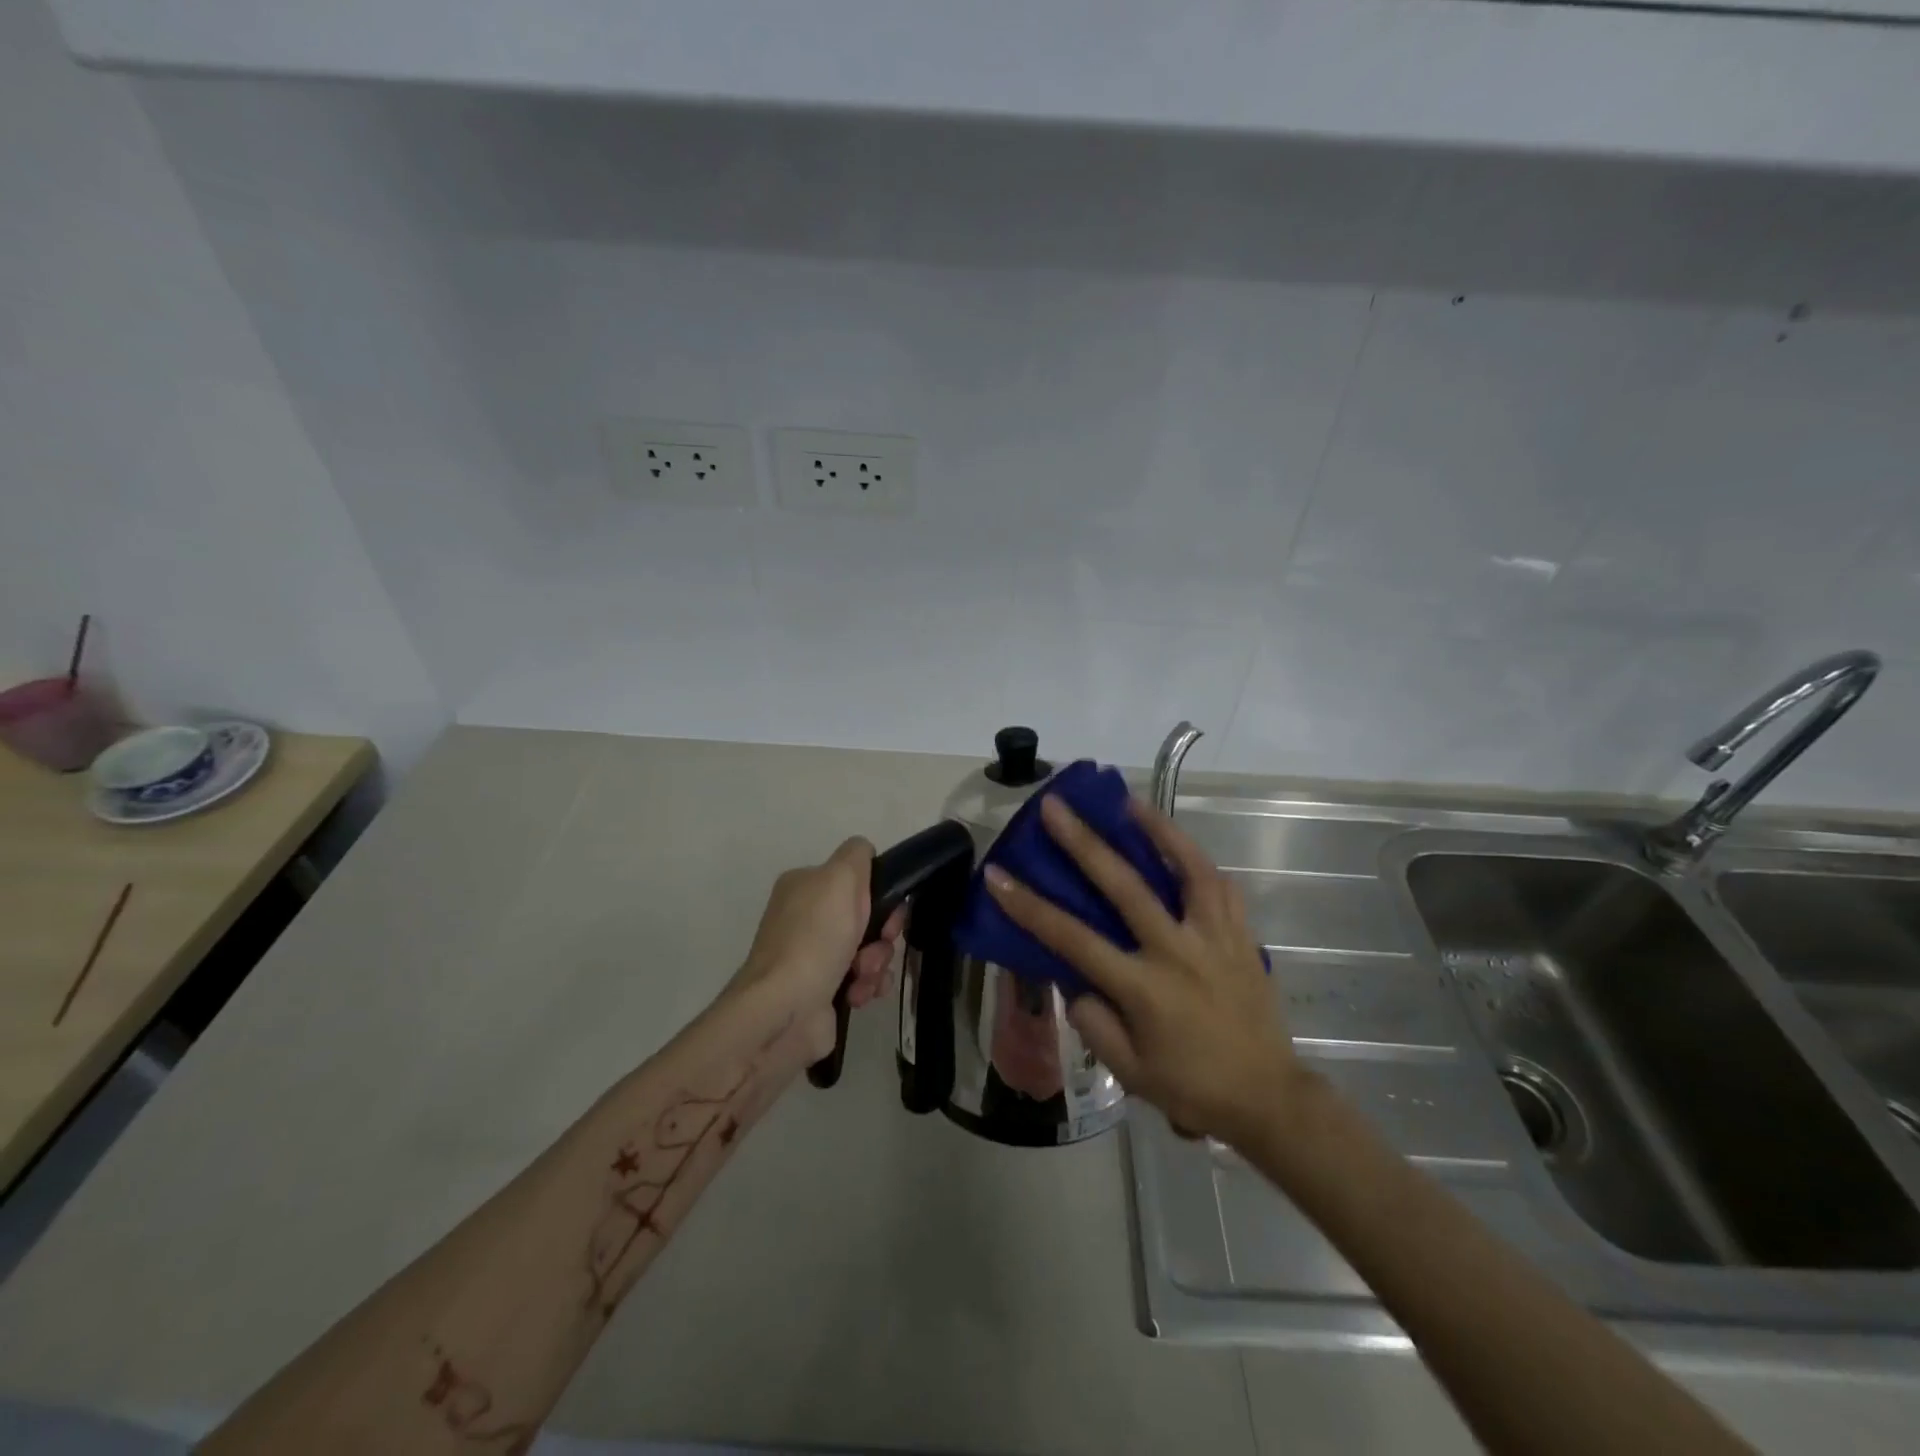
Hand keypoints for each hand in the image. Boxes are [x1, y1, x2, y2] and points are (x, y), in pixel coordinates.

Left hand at [736, 838, 904, 1058]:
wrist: (785, 1011)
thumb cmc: (815, 938)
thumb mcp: (840, 877)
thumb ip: (857, 854)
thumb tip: (865, 854)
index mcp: (804, 887)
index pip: (856, 880)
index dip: (879, 896)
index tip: (888, 913)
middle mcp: (806, 919)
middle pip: (867, 918)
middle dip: (881, 935)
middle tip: (877, 946)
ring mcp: (813, 957)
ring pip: (869, 950)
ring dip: (877, 963)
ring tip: (863, 977)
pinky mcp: (821, 992)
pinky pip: (862, 980)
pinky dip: (867, 986)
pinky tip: (858, 995)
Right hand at [983, 795, 1301, 1145]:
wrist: (1269, 1099)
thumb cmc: (1192, 1088)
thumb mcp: (1128, 1072)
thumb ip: (1094, 1023)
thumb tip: (1075, 981)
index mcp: (1143, 988)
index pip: (1074, 939)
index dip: (1030, 906)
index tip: (998, 874)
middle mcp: (1177, 952)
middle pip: (1126, 886)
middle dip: (1084, 842)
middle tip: (1056, 807)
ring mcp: (1214, 938)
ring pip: (1189, 869)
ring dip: (1158, 829)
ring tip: (1130, 802)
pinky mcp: (1242, 937)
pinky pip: (1221, 887)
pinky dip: (1198, 860)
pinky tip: (1180, 846)